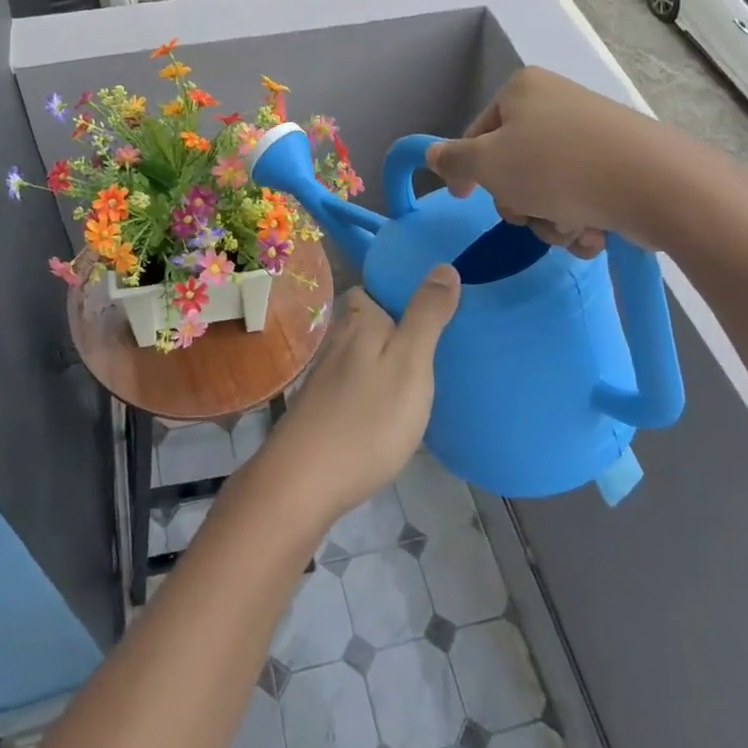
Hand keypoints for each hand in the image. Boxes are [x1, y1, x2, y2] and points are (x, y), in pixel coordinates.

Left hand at [253, 268, 460, 527]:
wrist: (305, 481)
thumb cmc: (367, 418)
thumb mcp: (410, 362)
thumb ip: (426, 315)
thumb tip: (443, 266)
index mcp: (360, 322)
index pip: (373, 288)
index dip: (398, 288)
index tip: (433, 298)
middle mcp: (339, 341)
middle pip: (369, 321)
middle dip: (397, 324)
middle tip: (439, 338)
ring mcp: (328, 377)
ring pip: (363, 353)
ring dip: (387, 357)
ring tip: (424, 371)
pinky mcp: (325, 409)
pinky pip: (358, 384)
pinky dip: (376, 387)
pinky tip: (394, 408)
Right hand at [425, 66, 695, 255]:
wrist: (657, 185)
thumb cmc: (557, 167)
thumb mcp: (488, 164)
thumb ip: (453, 160)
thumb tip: (432, 154)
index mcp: (523, 90)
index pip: (477, 133)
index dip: (469, 170)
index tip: (466, 198)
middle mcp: (557, 103)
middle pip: (513, 163)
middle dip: (520, 200)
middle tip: (532, 213)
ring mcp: (592, 133)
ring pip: (548, 187)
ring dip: (551, 217)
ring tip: (572, 225)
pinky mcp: (621, 163)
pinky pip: (583, 194)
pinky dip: (582, 218)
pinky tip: (595, 231)